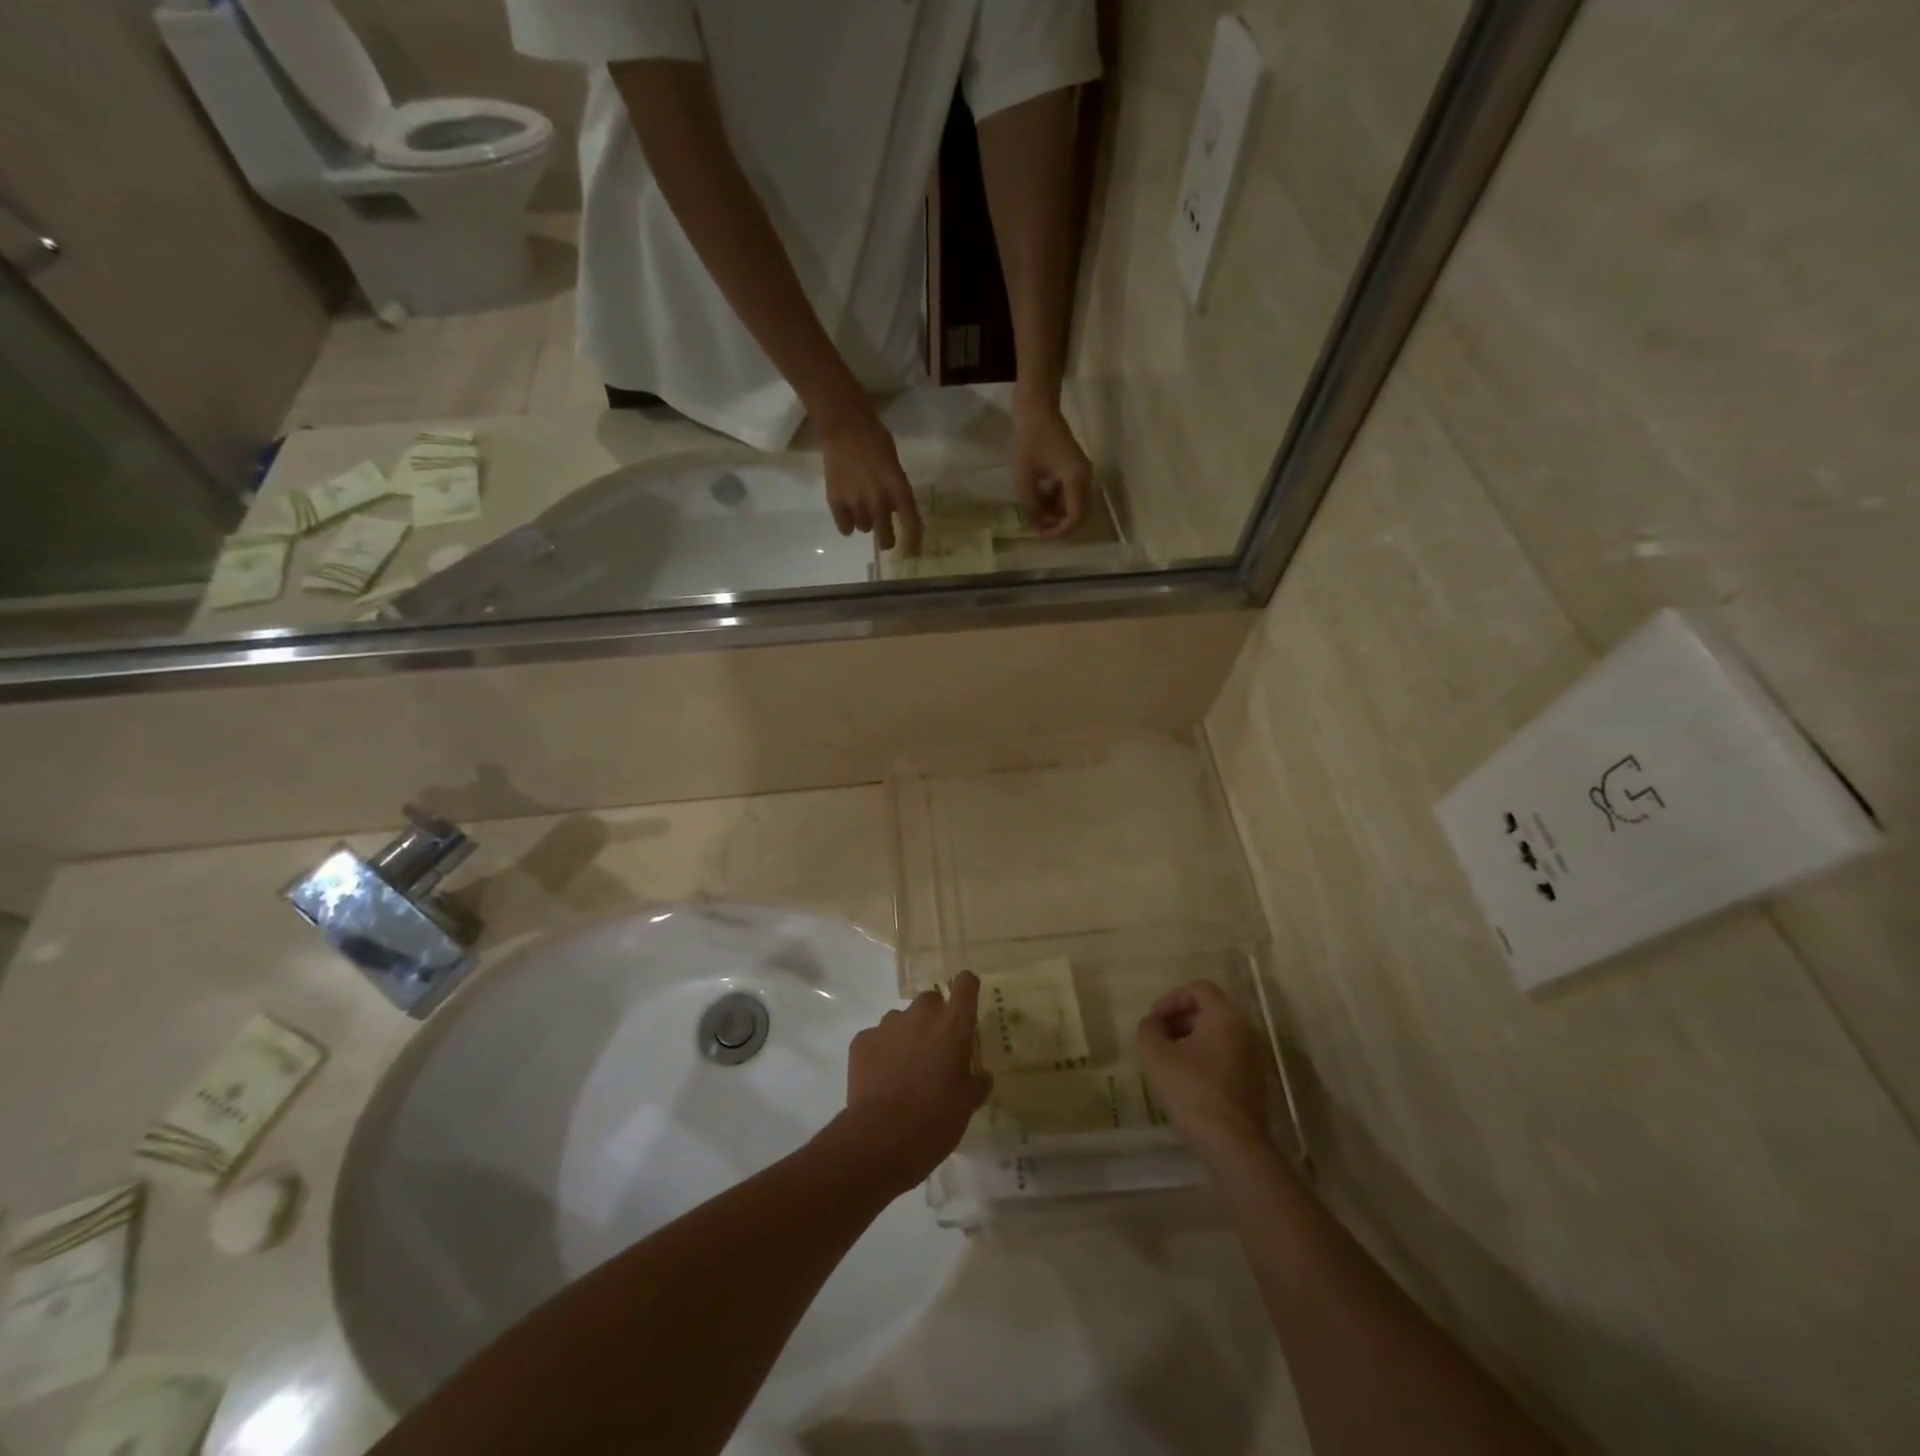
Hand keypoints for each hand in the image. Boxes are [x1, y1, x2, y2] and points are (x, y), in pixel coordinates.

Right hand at [819, 406, 922, 554]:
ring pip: (864, 529)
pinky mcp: (835, 501)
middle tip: (885, 538)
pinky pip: (845, 528)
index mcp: (898, 488)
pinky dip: (847, 524)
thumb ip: (896, 491)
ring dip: (866, 522)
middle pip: (885, 538)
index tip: (911, 554)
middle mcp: (879, 500)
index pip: (911, 524)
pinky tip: (848, 512)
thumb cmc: (875, 439)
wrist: (843, 425)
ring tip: (862, 505)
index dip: (913, 543)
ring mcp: (855, 502)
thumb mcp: (895, 466)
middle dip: (887, 540)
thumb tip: (893, 513)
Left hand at [842, 971, 991, 1194]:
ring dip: (906, 1035)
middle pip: (931, 1000)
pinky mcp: (862, 1040)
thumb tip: (982, 1076)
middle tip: (935, 1050)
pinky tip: (881, 1079)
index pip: (966, 984)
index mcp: (953, 1025)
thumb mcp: (967, 1105)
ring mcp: (888, 1025)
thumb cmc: (935, 1119)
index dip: (967, 988)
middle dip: (934, 1018)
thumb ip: (977, 1083)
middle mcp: (921, 1015)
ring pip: (901, 1019)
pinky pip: (876, 1038)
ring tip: (904, 1069)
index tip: (966, 1001)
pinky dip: (881, 1052)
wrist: (882, 1138)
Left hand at [1009, 394, 1092, 537]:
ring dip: (1058, 514)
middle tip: (1039, 528)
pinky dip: (1058, 502)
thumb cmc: (1028, 440)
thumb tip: (1039, 526)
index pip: (1075, 518)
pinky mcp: (1076, 468)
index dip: (1059, 531)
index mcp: (1076, 480)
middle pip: (1079, 514)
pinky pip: (1072, 493)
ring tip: (1036, 515)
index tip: (1041, 534)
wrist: (1036, 407)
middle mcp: (1085, 478)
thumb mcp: (1024, 479)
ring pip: (1075, 505)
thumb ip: (1032, 506)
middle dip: (1060, 525)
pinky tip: (1040, 500)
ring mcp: (1082, 472)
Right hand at [1137, 980, 1271, 1156]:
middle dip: (1180, 1018)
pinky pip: (1227, 1055)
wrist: (1232, 1143)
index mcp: (1225, 1016)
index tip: (1154, 1020)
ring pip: (1218, 1034)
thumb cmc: (1192, 1089)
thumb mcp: (1155, 1054)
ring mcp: (1254, 1057)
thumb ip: (1149, 1029)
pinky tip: (1187, 1079)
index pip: (1198, 988)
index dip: (1172, 999)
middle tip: (1158, 1037)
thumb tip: (1153, 1023)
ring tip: (1169, 1059)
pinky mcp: (1255, 1081)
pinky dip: (1206, 1057)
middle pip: (1210, 1010)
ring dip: (1191, 1038)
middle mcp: (1245, 1030)